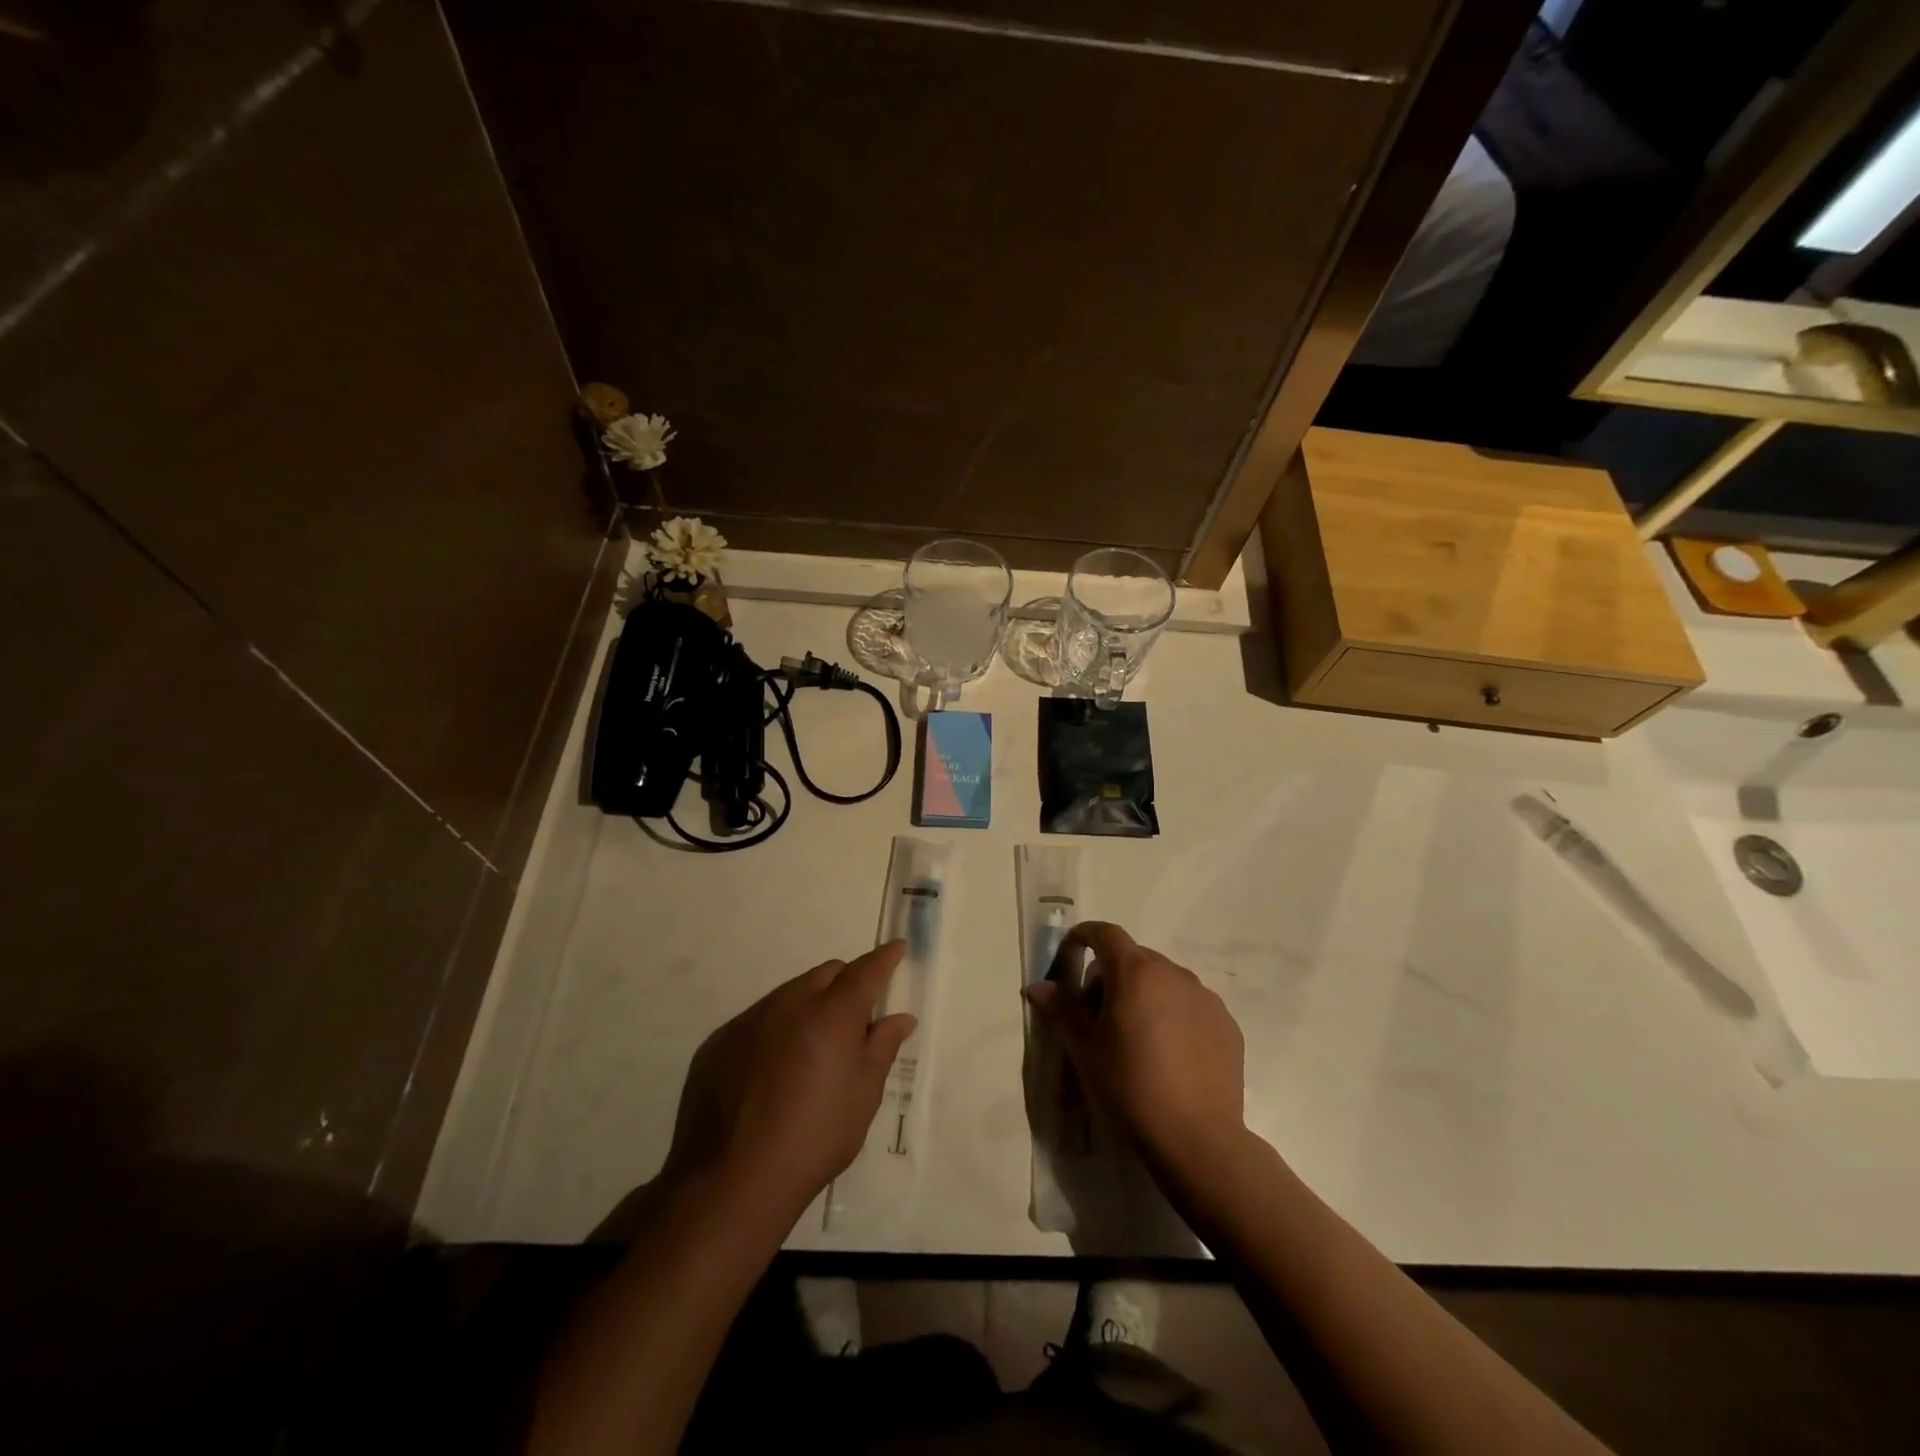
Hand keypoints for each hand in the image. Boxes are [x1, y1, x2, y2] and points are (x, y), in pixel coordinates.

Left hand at [664, 942, 915, 1222]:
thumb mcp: (862, 1096)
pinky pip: (757, 1020)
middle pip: (826, 975)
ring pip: (790, 994)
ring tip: (810, 1053)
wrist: (731, 1181)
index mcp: (832, 1013)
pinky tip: (771, 1073)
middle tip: (854, 1020)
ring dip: (808, 1007)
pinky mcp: (718, 1042)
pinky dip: (775, 1031)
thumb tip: (899, 1018)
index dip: (884, 958)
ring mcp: (749, 1020)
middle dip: (845, 985)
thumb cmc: (814, 1139)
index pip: (865, 970)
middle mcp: (789, 1003)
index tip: (896, 950)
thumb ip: (882, 1048)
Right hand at [1024, 922, 1245, 1173]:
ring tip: (1138, 1040)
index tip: (1071, 951)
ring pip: (1165, 981)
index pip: (1105, 933)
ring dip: (1145, 995)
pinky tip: (1170, 1055)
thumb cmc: (1129, 1087)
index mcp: (1135, 972)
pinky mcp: (1226, 1024)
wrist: (1196, 1138)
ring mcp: (1205, 997)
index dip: (1084, 936)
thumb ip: (1060, 1009)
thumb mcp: (1084, 1049)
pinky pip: (1191, 1005)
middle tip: (1099, 1016)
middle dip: (1112, 975)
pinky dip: (1174, 1015)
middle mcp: (1173, 973)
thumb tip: (1037, 986)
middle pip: (1134, 958)